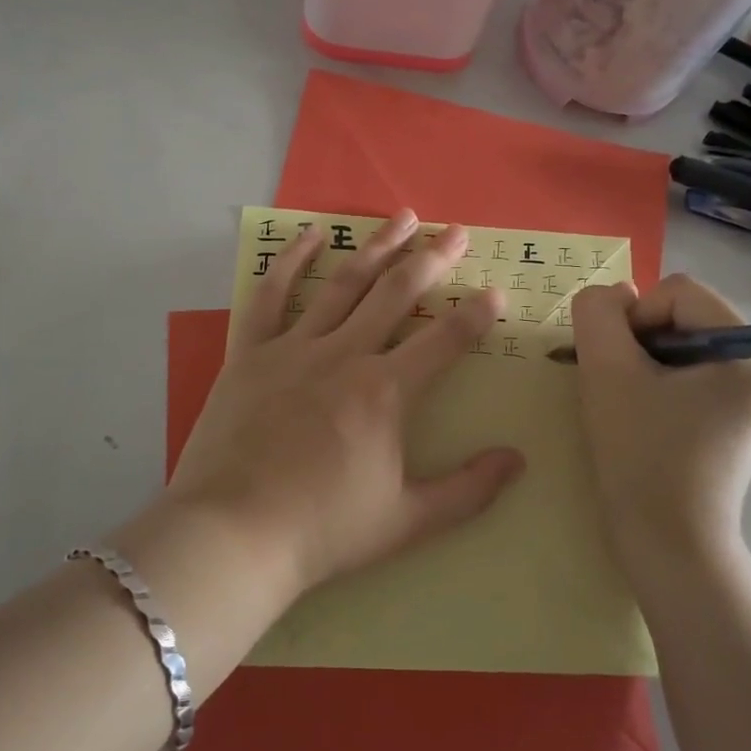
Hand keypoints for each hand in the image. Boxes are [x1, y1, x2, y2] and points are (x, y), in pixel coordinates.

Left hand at [164, 211, 525, 597]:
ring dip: (378, 246)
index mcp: (385, 391)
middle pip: (397, 293)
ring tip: (403, 217)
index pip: (445, 340)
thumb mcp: (407, 521)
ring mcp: (294, 347)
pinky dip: (291, 260)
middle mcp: (345, 354)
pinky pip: (272, 295)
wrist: (233, 534)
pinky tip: (312, 234)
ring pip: (344, 282)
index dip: (476, 314)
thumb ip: (468, 490)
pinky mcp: (252, 351)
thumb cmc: (323, 530)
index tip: (496, 291)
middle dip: (433, 259)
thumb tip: (517, 460)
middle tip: (456, 231)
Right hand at [572, 275, 750, 562]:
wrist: (668, 546)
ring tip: (629, 402)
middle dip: (639, 341)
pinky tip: (643, 413)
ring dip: (643, 360)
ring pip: (680, 340)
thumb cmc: (641, 457)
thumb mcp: (606, 372)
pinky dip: (657, 379)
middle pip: (682, 314)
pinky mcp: (737, 414)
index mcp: (750, 352)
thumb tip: (613, 294)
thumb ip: (598, 314)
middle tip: (619, 386)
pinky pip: (689, 369)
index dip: (634, 318)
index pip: (677, 292)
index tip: (618, 367)